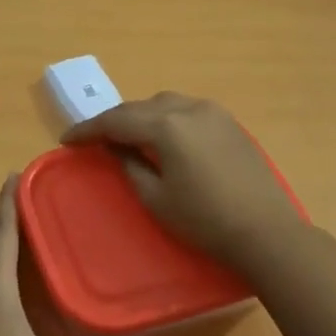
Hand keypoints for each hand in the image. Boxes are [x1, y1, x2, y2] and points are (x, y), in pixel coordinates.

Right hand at [62, 92, 305, 269]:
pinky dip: (168, 119)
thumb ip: (130, 165)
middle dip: (115, 121)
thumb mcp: (156, 198)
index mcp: (167, 125)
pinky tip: (166, 139)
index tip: (67, 140)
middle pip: (140, 107)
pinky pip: (188, 111)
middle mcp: (189, 107)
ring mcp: (213, 112)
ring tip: (129, 137)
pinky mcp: (230, 122)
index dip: (88, 130)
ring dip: (143, 117)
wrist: (267, 231)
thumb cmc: (205, 220)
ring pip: (165, 104)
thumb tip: (116, 147)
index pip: (116, 120)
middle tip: (95, 140)